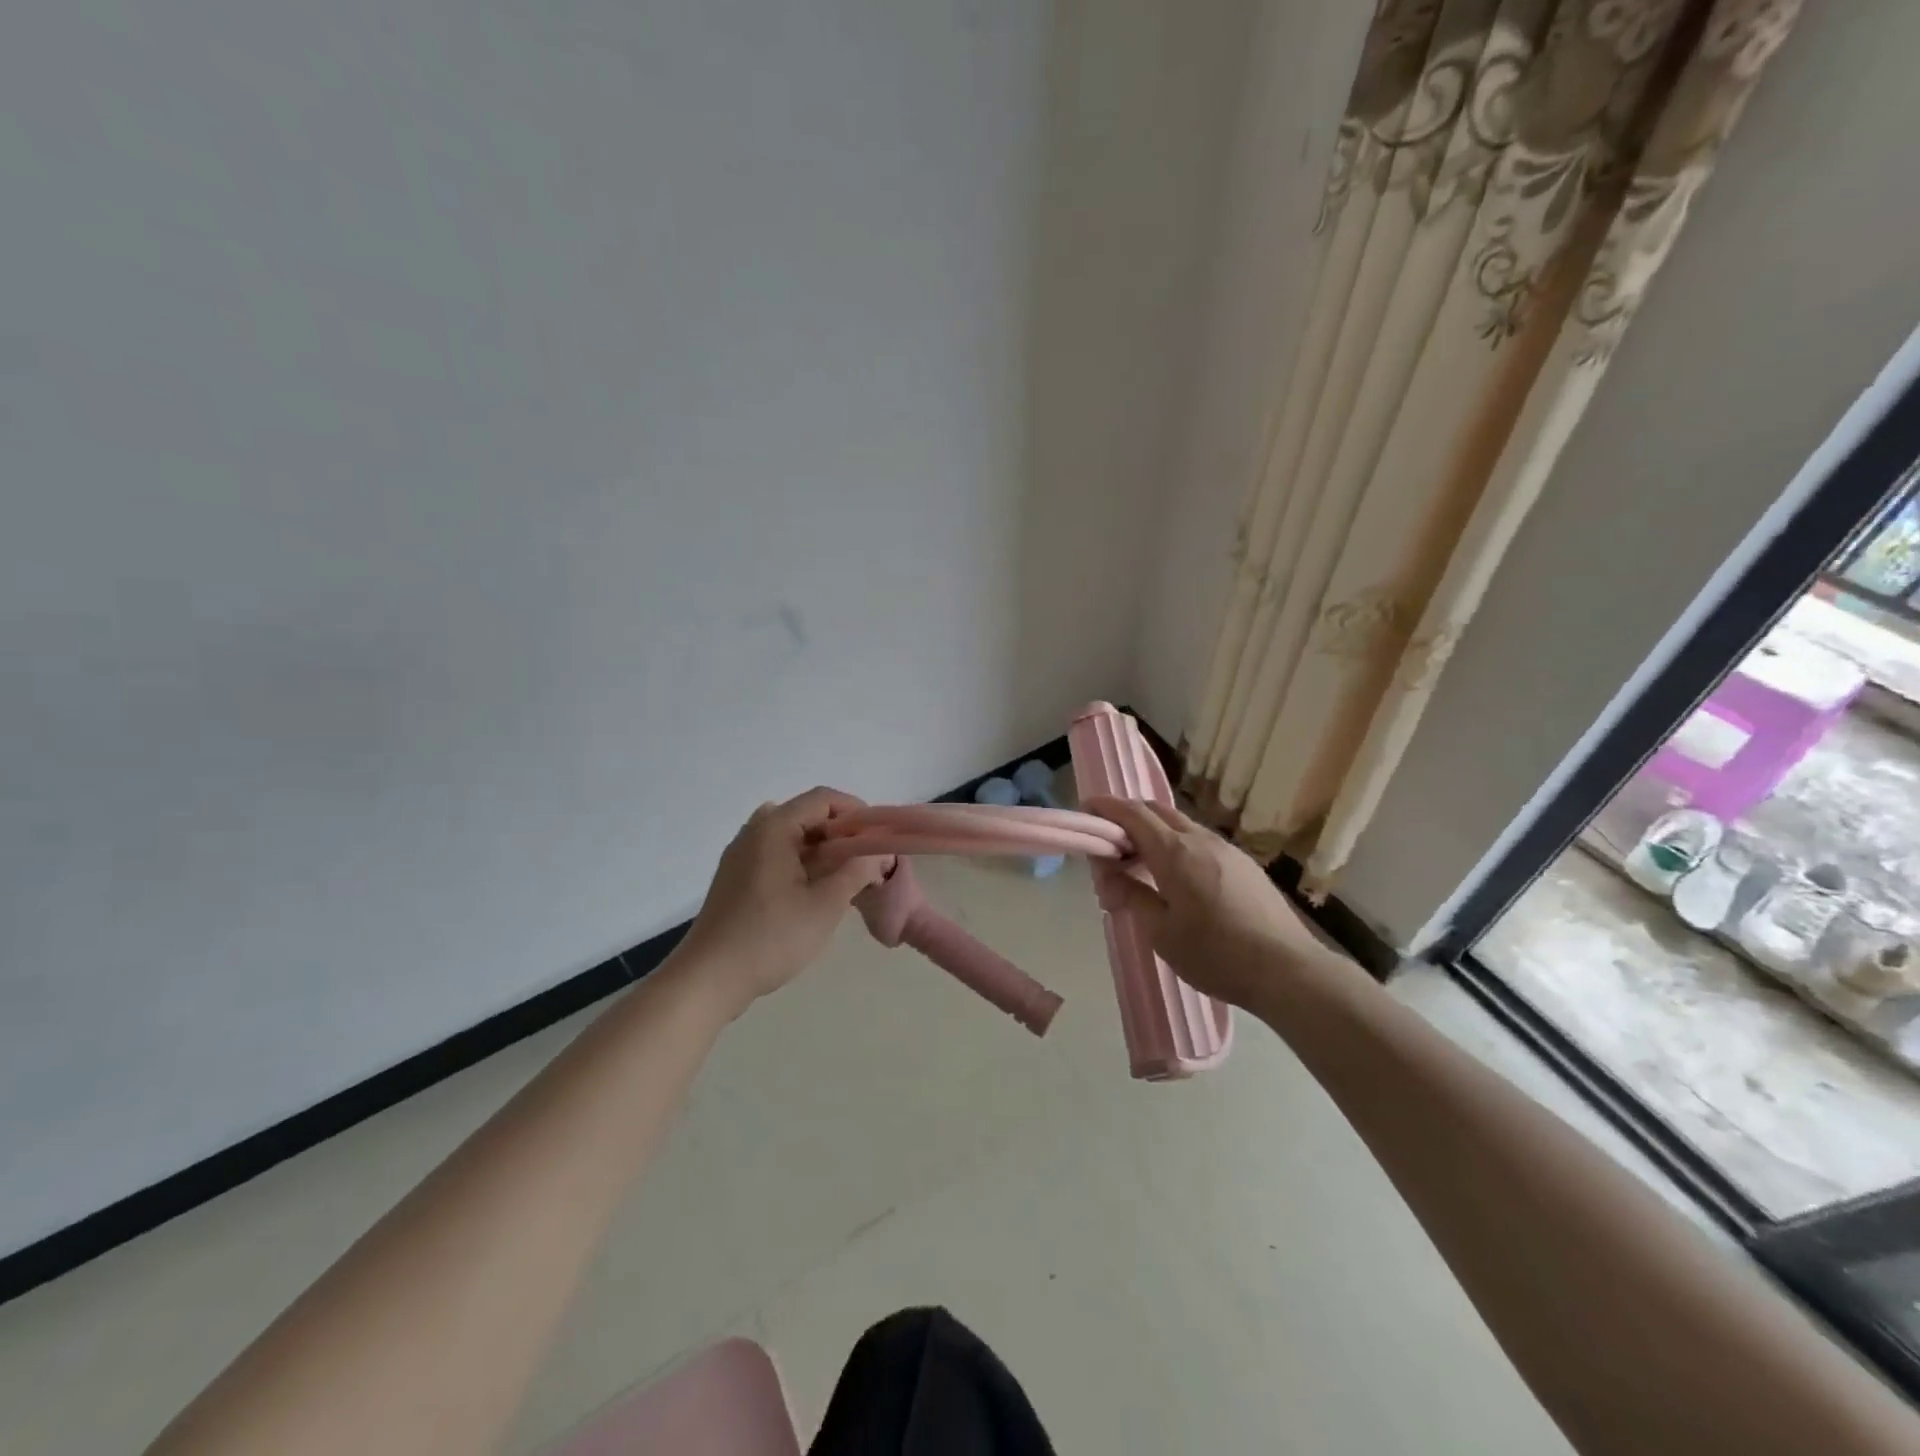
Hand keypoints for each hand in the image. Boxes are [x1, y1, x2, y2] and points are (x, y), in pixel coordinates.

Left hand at [676, 787, 886, 1014]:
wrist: (708, 979)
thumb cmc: (771, 938)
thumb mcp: (825, 905)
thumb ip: (856, 871)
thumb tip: (877, 853)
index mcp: (773, 828)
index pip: (823, 798)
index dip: (856, 812)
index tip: (878, 838)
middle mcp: (754, 832)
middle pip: (806, 815)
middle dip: (842, 833)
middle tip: (867, 860)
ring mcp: (741, 856)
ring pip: (792, 837)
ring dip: (823, 850)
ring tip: (846, 878)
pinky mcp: (737, 878)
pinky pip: (777, 855)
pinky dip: (802, 863)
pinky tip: (816, 892)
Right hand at [1083, 796, 1347, 1012]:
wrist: (1288, 971)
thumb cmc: (1216, 955)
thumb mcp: (1161, 932)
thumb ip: (1131, 895)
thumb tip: (1109, 875)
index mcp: (1175, 852)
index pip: (1133, 814)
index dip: (1107, 808)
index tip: (1087, 809)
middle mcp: (1201, 840)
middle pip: (1157, 811)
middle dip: (1129, 817)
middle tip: (1110, 844)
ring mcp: (1227, 850)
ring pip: (1181, 826)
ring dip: (1154, 833)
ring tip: (1140, 866)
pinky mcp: (1244, 865)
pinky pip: (1200, 842)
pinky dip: (1177, 846)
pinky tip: (1177, 879)